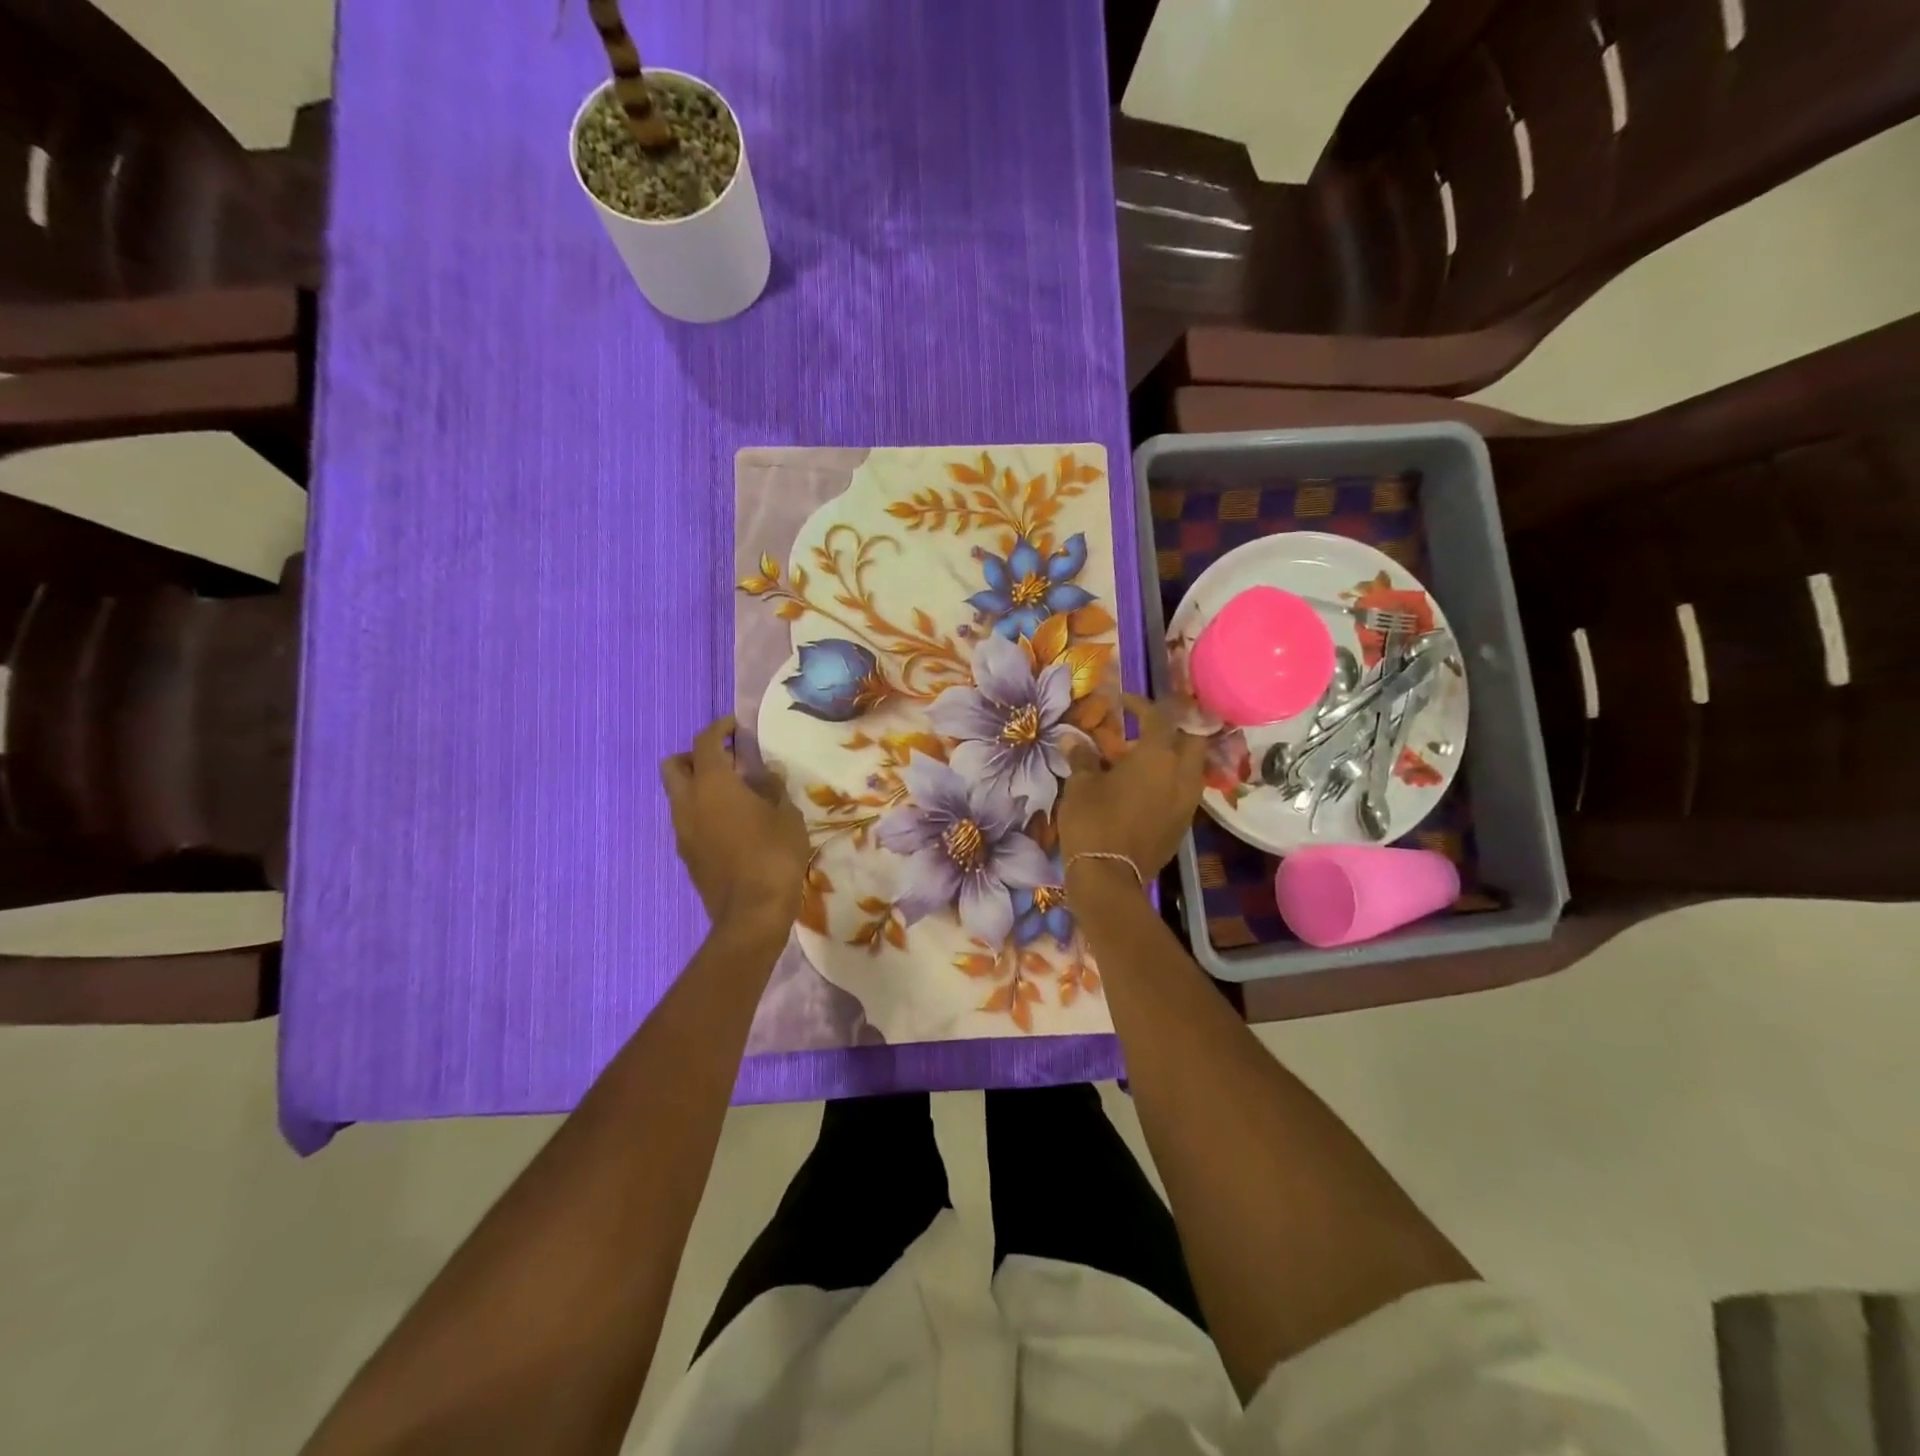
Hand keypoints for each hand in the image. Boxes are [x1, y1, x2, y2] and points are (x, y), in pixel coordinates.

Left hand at [661, 716, 809, 930]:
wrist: (752, 912)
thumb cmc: (774, 855)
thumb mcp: (787, 815)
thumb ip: (773, 788)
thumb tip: (766, 774)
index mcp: (713, 784)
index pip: (705, 742)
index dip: (719, 728)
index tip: (735, 726)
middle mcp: (688, 802)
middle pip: (674, 765)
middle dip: (695, 756)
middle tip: (725, 760)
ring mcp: (682, 831)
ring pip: (677, 795)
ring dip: (697, 786)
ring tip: (732, 794)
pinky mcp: (686, 854)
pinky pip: (686, 820)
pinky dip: (701, 811)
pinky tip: (729, 823)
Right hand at [1058, 694, 1206, 882]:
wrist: (1109, 878)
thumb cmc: (1093, 822)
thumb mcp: (1080, 785)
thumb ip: (1082, 758)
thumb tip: (1073, 740)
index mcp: (1158, 756)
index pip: (1158, 717)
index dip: (1141, 705)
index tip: (1123, 702)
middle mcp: (1182, 774)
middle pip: (1192, 738)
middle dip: (1176, 726)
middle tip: (1152, 724)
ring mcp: (1187, 802)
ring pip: (1192, 766)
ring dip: (1175, 754)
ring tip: (1148, 754)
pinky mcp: (1183, 824)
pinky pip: (1184, 790)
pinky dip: (1171, 779)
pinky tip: (1148, 784)